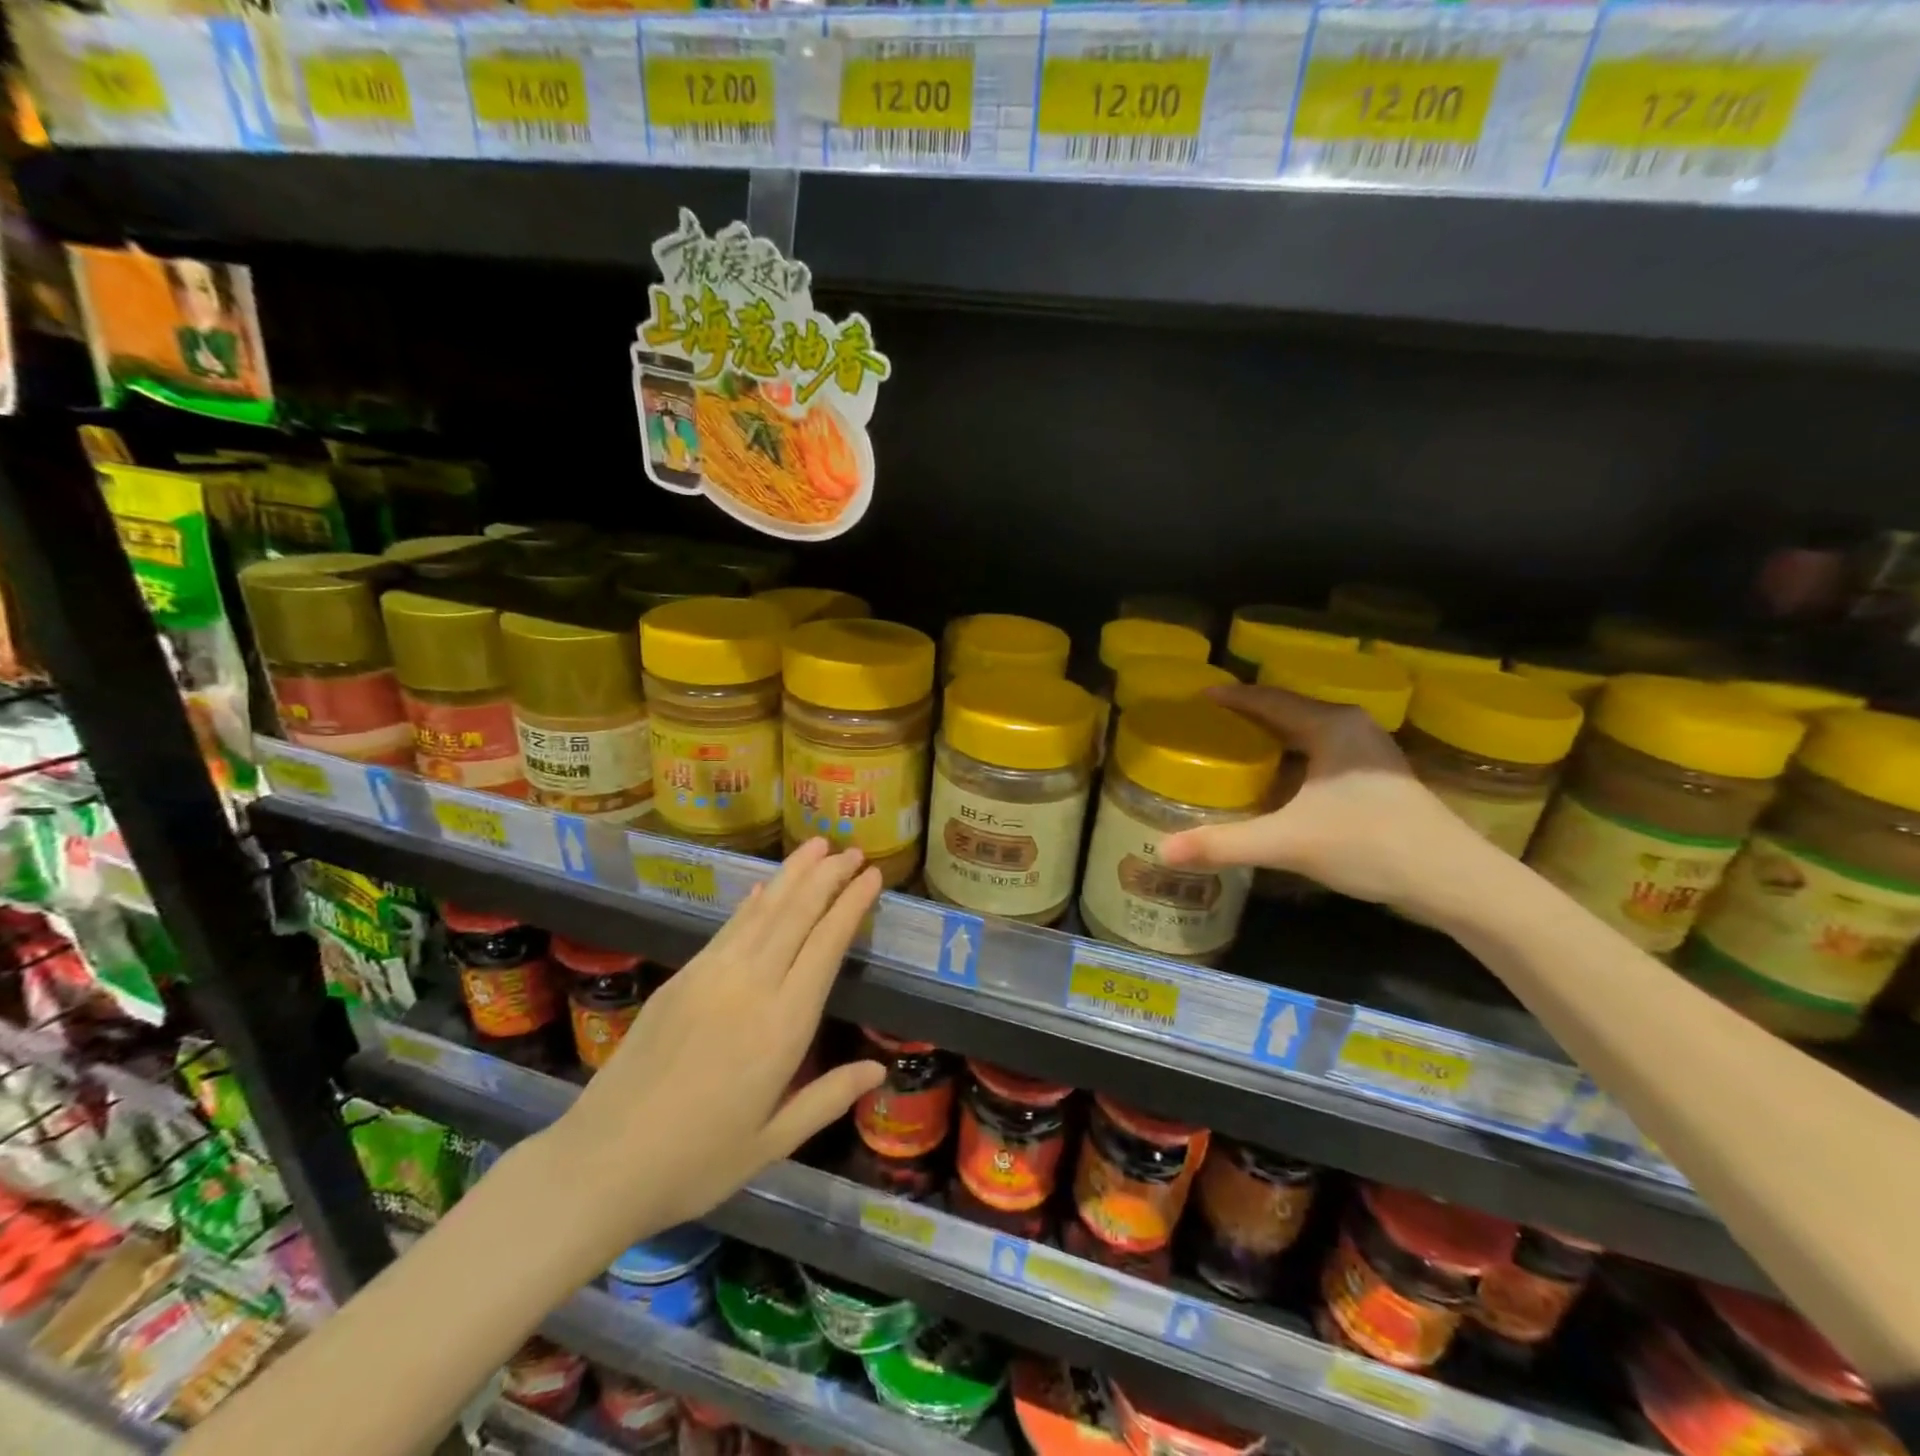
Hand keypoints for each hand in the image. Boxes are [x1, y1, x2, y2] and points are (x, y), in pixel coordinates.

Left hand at [538, 837, 884, 1250]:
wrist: (601, 1163)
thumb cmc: (696, 1162)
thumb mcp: (773, 1142)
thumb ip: (828, 1098)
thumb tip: (879, 1070)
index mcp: (783, 1025)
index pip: (827, 945)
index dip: (851, 905)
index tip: (872, 876)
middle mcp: (751, 986)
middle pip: (797, 914)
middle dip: (828, 876)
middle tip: (853, 850)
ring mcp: (711, 976)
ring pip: (762, 911)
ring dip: (792, 876)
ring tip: (817, 846)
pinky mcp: (681, 978)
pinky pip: (728, 929)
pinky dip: (752, 904)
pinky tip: (764, 889)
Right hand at [1160, 684, 1486, 913]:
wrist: (1453, 880)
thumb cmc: (1368, 844)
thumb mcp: (1287, 842)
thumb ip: (1222, 844)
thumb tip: (1162, 852)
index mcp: (1329, 726)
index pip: (1268, 699)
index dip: (1230, 697)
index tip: (1197, 696)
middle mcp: (1351, 728)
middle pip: (1288, 711)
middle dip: (1248, 716)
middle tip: (1207, 725)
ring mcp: (1370, 753)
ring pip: (1308, 733)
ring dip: (1272, 738)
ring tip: (1233, 748)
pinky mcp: (1378, 778)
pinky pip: (1322, 753)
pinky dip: (1293, 758)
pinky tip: (1276, 782)